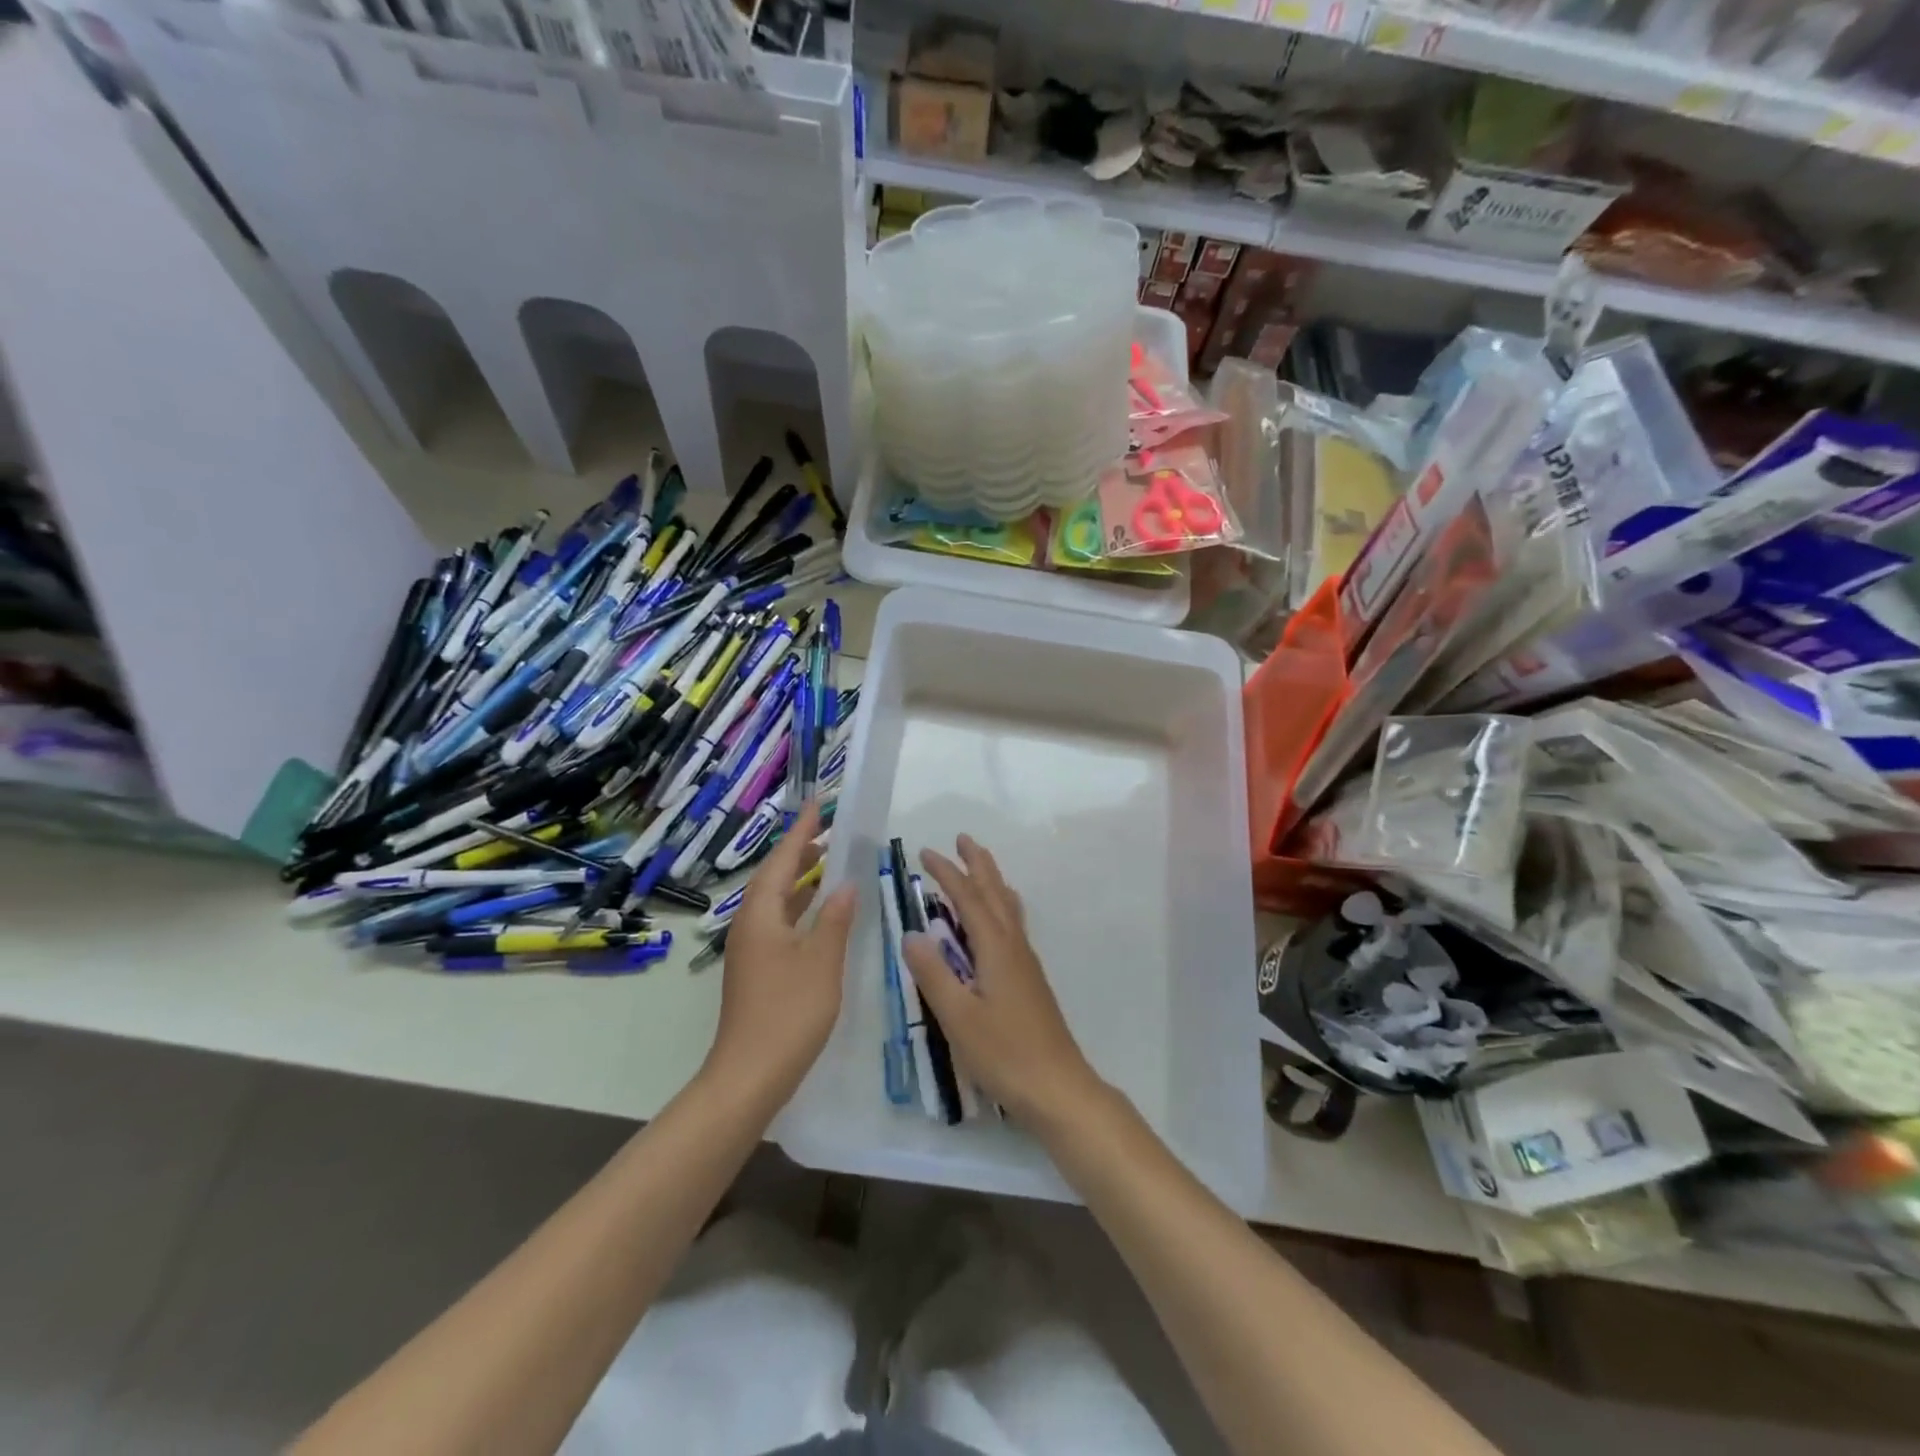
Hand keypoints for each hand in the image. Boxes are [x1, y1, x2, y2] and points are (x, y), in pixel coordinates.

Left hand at [706, 801, 856, 1105]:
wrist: (749, 1076)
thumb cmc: (788, 1013)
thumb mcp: (822, 961)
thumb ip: (835, 919)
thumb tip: (845, 884)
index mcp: (761, 915)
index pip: (783, 861)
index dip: (801, 832)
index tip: (816, 804)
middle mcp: (749, 925)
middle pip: (774, 877)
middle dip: (799, 851)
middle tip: (826, 830)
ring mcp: (751, 949)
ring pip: (776, 901)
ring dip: (799, 879)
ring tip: (826, 861)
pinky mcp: (757, 969)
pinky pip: (778, 922)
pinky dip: (799, 907)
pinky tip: (819, 913)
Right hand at [901, 835, 1104, 1127]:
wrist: (1057, 1088)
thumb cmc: (1004, 1053)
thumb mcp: (958, 1016)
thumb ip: (933, 974)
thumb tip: (911, 933)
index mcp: (996, 948)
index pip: (969, 899)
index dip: (948, 873)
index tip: (926, 852)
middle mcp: (1014, 946)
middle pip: (996, 893)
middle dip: (978, 864)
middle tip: (963, 839)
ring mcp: (1026, 963)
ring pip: (1008, 908)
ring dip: (992, 881)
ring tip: (981, 867)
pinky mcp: (1030, 980)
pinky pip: (1013, 925)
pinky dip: (1001, 906)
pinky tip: (999, 920)